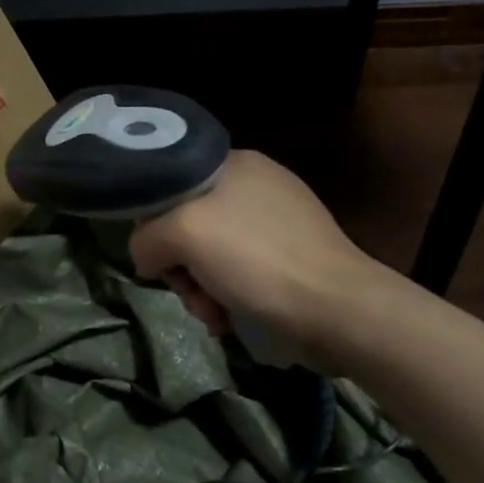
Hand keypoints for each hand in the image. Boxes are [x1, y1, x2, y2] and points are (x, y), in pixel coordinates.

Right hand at [129, 151, 394, 355]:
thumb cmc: (257, 260)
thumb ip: (146, 237)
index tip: (158, 256)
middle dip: (180, 265)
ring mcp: (276, 222)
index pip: (169, 184)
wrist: (337, 310)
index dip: (153, 222)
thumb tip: (148, 259)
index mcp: (234, 163)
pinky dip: (226, 296)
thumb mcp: (183, 233)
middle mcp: (254, 186)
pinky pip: (238, 272)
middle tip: (189, 293)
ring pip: (210, 253)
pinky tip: (229, 318)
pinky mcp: (290, 257)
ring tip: (213, 314)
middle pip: (187, 223)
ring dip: (200, 289)